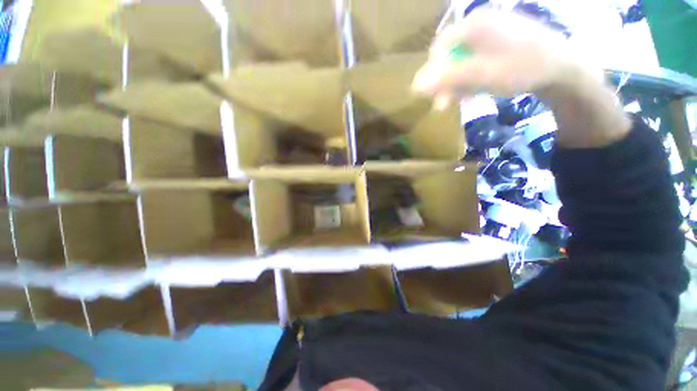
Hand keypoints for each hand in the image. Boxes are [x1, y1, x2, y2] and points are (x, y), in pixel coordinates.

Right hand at [412, 9, 596, 108]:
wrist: (563, 68)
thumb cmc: (521, 68)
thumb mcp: (480, 76)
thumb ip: (446, 79)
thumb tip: (414, 85)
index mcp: (473, 25)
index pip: (439, 48)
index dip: (432, 73)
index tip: (434, 94)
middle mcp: (480, 24)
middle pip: (450, 55)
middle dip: (446, 82)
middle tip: (444, 104)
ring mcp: (491, 33)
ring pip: (462, 61)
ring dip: (458, 84)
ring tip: (462, 100)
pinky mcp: (499, 44)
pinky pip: (476, 62)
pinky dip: (471, 79)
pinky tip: (474, 91)